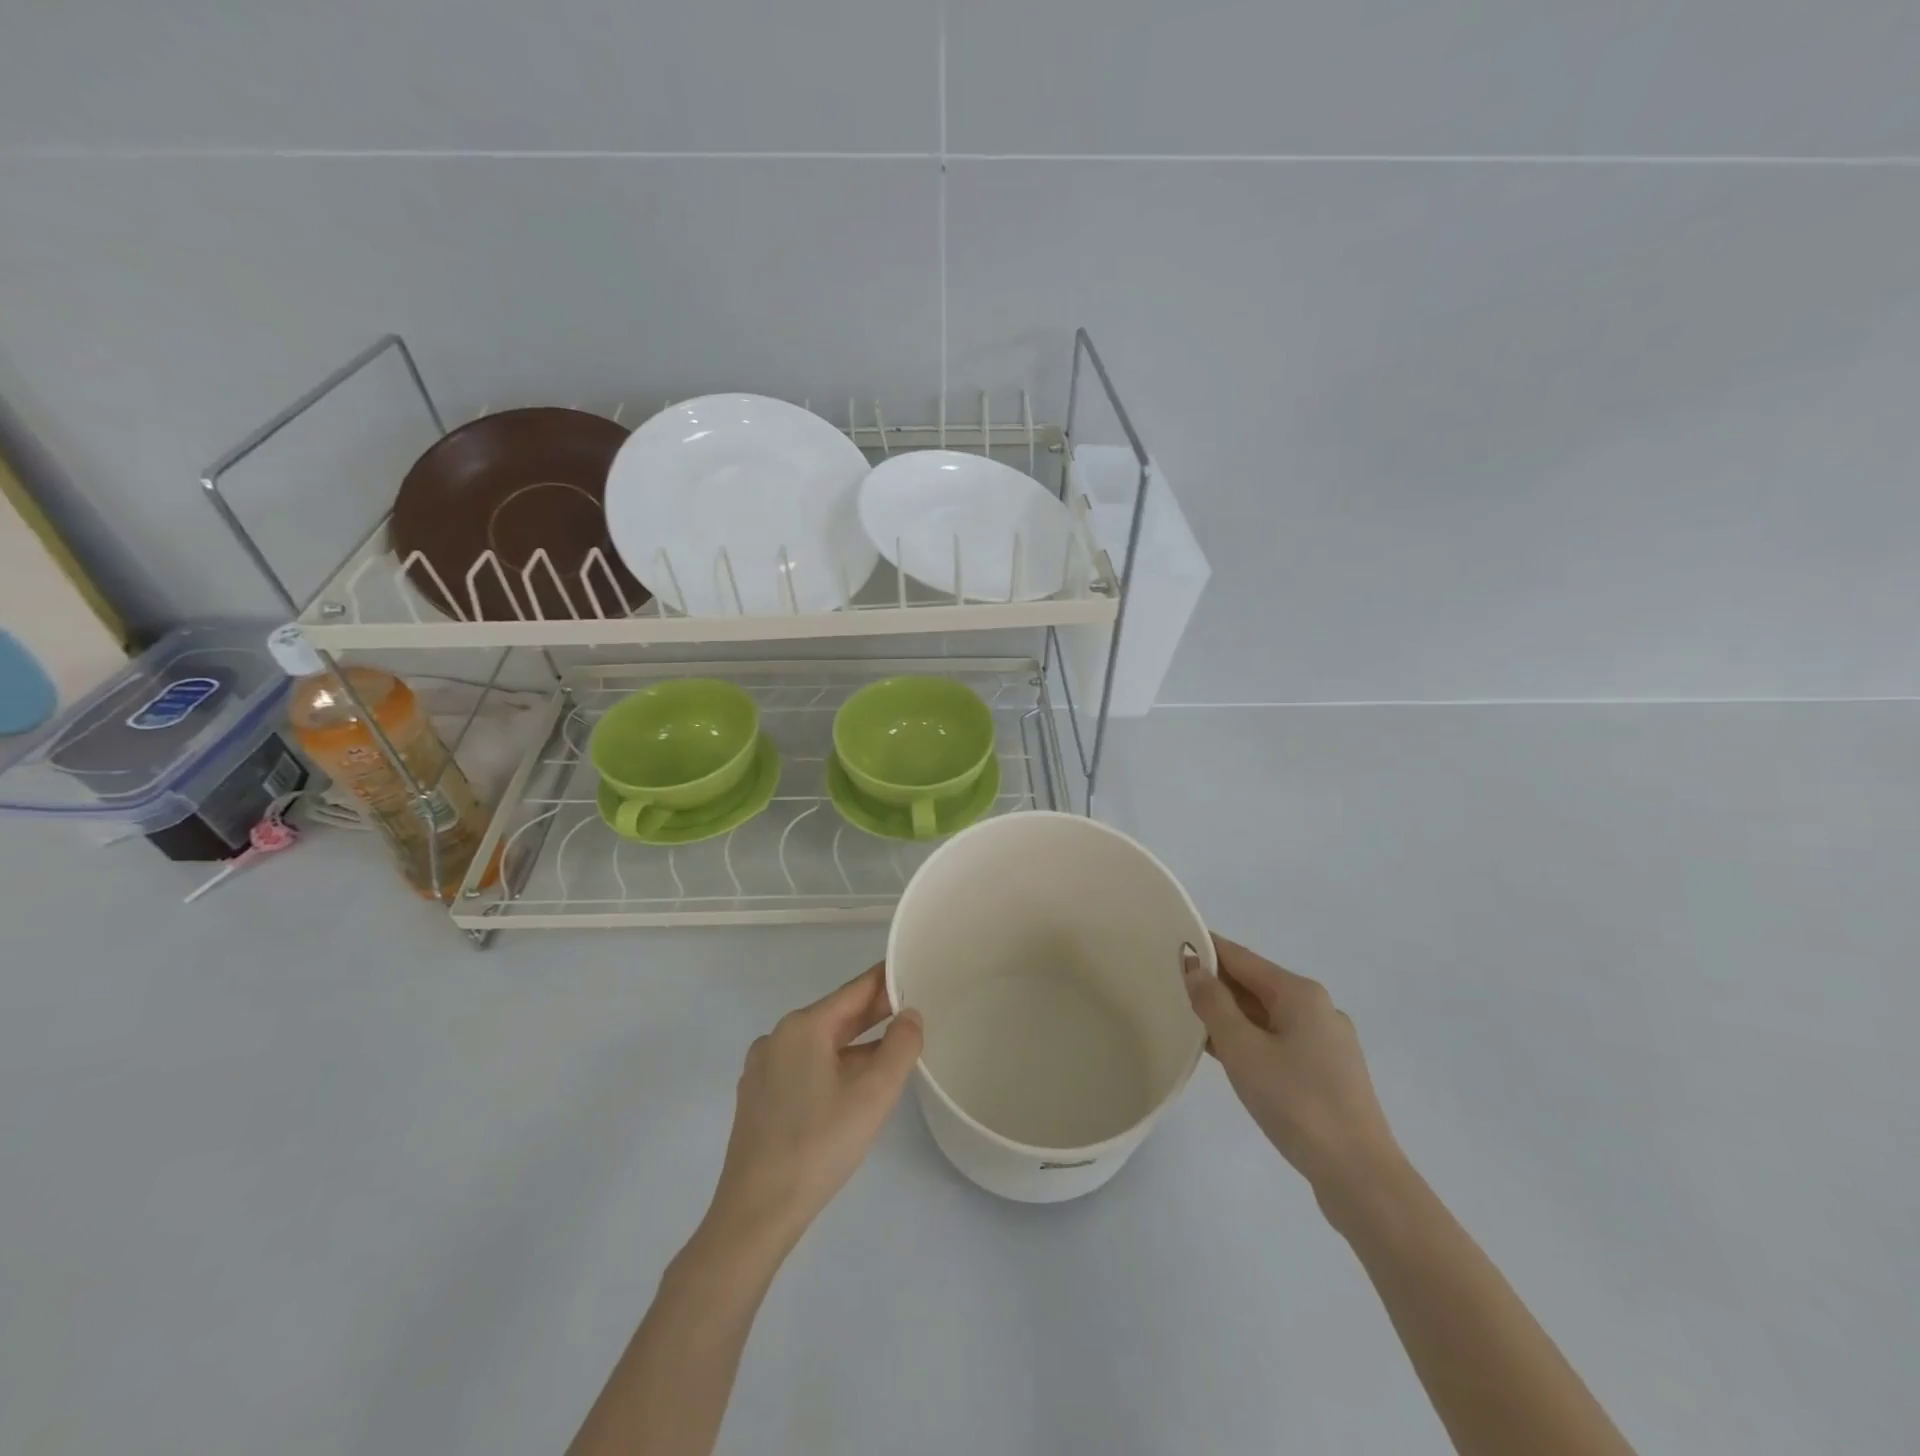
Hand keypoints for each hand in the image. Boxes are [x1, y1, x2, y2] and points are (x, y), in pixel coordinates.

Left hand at [701, 963, 922, 1256]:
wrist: (756, 1213)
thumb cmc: (819, 1145)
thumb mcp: (873, 1095)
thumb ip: (900, 1047)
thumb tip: (910, 1015)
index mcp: (803, 1027)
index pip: (855, 990)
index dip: (886, 980)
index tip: (912, 971)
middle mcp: (778, 1037)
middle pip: (836, 1015)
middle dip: (874, 1013)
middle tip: (912, 1008)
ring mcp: (764, 1068)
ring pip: (820, 1043)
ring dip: (856, 1043)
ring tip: (891, 1048)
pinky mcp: (759, 1097)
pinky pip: (804, 1066)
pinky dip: (833, 1065)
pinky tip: (853, 1084)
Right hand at [1183, 935, 1402, 1209]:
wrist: (1358, 1175)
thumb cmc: (1296, 1102)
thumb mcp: (1242, 1049)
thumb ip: (1213, 1003)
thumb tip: (1194, 967)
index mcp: (1300, 993)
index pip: (1241, 957)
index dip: (1206, 948)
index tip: (1172, 942)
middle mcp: (1318, 1008)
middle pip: (1255, 984)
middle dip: (1216, 983)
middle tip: (1172, 983)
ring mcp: (1327, 1042)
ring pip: (1267, 1015)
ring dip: (1230, 1014)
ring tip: (1190, 1017)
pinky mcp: (1328, 1073)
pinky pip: (1279, 1040)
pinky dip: (1250, 1039)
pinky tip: (1226, 1054)